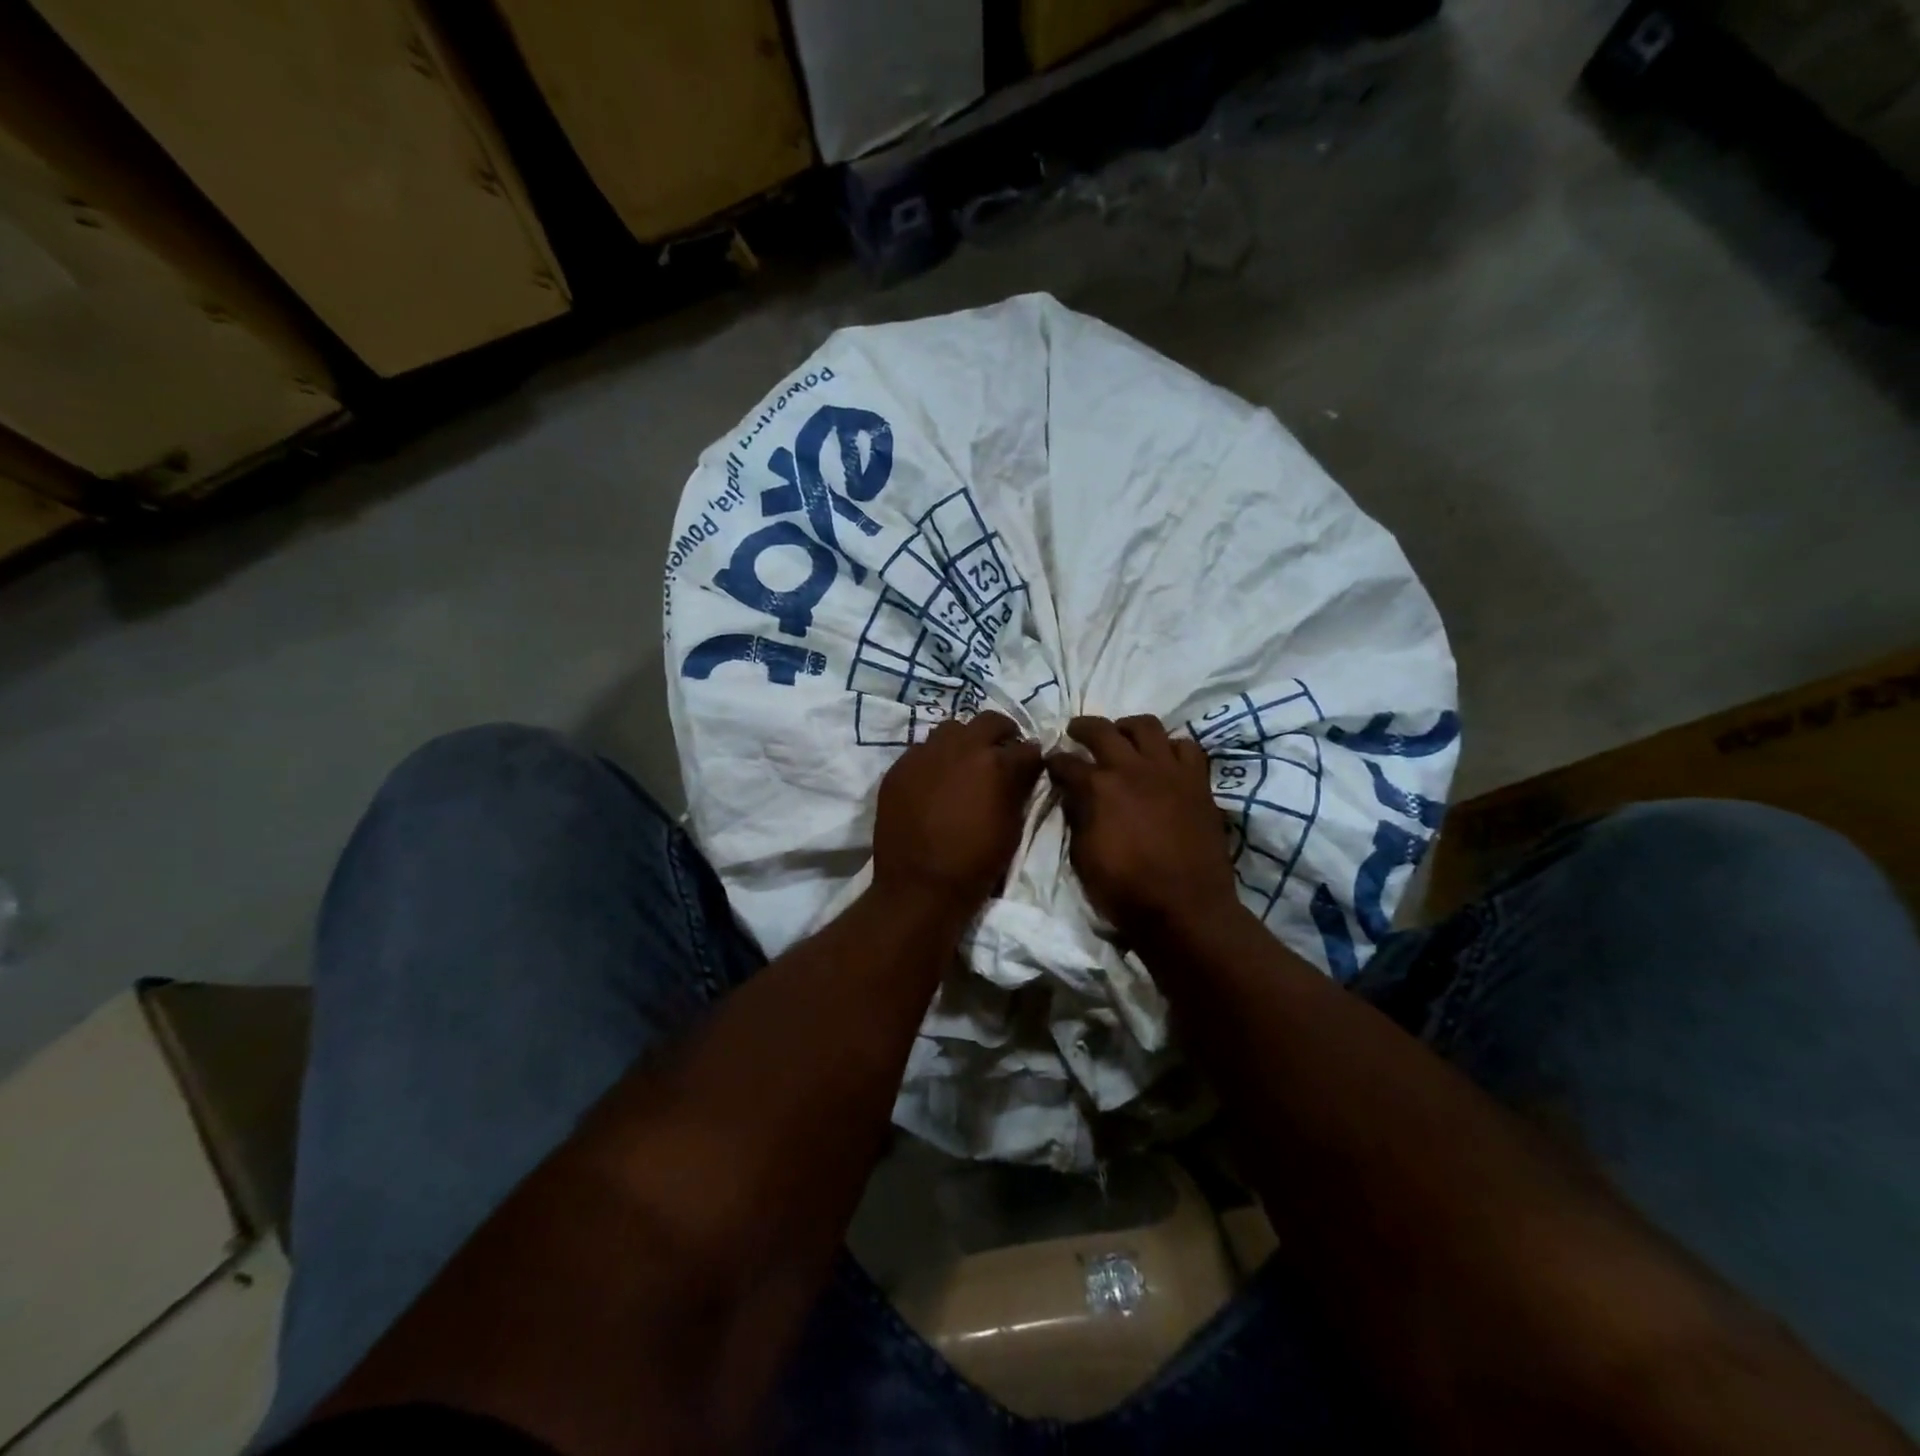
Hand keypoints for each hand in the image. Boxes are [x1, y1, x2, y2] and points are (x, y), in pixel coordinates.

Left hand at [873, 710, 1043, 912]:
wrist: (919, 886)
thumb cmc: (975, 862)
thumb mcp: (1011, 827)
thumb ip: (1018, 790)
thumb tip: (1024, 771)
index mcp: (996, 763)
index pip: (1026, 747)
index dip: (1032, 757)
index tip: (1031, 765)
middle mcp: (961, 747)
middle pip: (989, 721)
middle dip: (1002, 733)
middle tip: (1002, 752)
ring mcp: (925, 754)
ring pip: (951, 729)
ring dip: (964, 741)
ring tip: (964, 763)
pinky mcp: (899, 767)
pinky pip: (921, 750)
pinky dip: (934, 759)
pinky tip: (934, 780)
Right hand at [1046, 715, 1240, 939]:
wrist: (1186, 908)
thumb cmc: (1126, 890)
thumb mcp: (1083, 858)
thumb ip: (1077, 818)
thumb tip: (1073, 795)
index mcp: (1098, 788)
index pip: (1066, 762)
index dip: (1054, 762)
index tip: (1051, 764)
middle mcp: (1131, 769)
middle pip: (1102, 730)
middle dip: (1082, 727)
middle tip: (1076, 732)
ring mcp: (1168, 771)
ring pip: (1146, 726)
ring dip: (1128, 728)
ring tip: (1123, 737)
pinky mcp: (1197, 781)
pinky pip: (1186, 747)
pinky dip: (1171, 747)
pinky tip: (1164, 759)